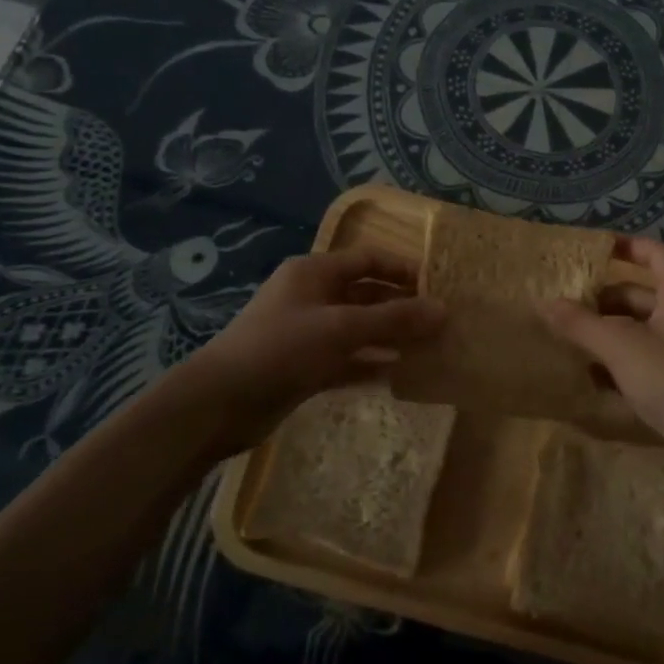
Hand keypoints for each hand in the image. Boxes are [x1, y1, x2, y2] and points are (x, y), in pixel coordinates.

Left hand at [189, 249, 444, 450]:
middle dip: (401, 306)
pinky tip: (399, 374)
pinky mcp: (304, 366)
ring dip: (390, 337)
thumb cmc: (281, 349)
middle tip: (440, 323)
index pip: (368, 259)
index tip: (438, 287)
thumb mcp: (341, 328)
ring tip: (429, 348)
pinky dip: (370, 364)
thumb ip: (393, 319)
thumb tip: (443, 310)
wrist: (220, 403)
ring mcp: (307, 333)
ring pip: (358, 329)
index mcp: (314, 272)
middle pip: (365, 294)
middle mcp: (312, 297)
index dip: (403, 270)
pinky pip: (347, 359)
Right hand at [541, 236, 663, 483]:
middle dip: (606, 298)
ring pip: (645, 328)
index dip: (625, 246)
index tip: (591, 250)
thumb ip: (581, 324)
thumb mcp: (620, 346)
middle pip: (644, 293)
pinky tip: (595, 375)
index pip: (654, 252)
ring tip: (572, 337)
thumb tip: (546, 303)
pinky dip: (625, 359)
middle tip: (568, 302)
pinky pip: (651, 357)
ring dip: (612, 331)